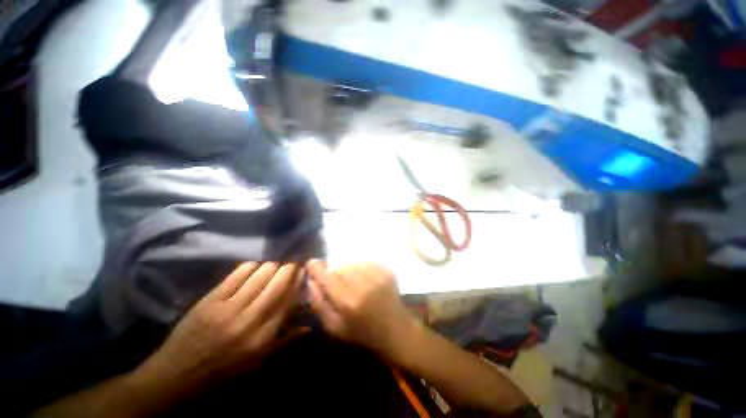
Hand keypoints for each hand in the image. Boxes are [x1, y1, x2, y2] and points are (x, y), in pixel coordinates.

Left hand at [136, 262, 302, 387]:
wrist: (179, 373)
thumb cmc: (225, 370)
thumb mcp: (259, 361)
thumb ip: (286, 340)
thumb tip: (309, 326)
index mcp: (264, 336)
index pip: (289, 299)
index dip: (298, 280)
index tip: (303, 270)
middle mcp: (250, 319)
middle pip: (278, 282)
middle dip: (289, 268)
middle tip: (292, 263)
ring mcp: (229, 307)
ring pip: (261, 273)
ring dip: (272, 265)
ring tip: (274, 265)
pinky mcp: (211, 299)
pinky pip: (238, 273)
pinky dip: (251, 266)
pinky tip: (254, 267)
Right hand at [306, 260, 414, 357]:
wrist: (396, 329)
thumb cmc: (363, 333)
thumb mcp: (335, 327)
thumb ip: (319, 304)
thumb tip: (311, 282)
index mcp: (349, 302)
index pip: (328, 277)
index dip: (317, 268)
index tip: (312, 264)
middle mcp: (363, 285)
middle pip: (340, 267)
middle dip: (335, 273)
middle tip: (339, 284)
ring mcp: (377, 275)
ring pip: (353, 263)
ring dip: (348, 270)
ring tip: (353, 282)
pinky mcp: (387, 270)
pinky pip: (366, 262)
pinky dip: (361, 268)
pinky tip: (365, 279)